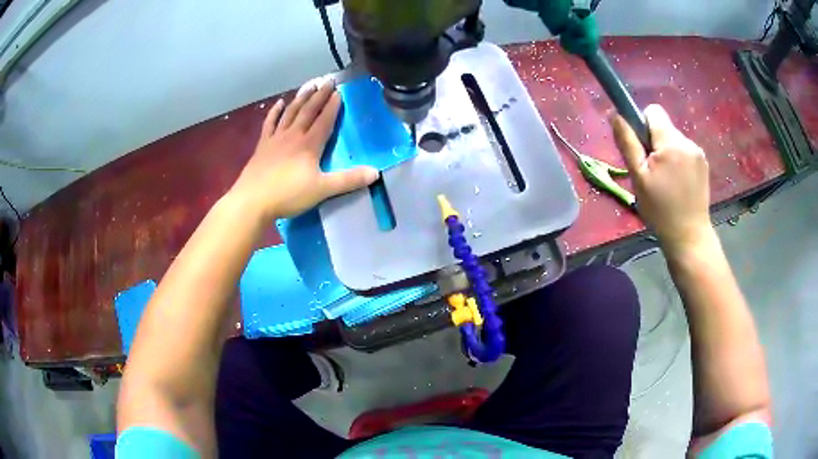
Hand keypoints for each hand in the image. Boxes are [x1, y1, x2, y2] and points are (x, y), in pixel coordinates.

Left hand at [230, 81, 378, 219]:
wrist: (253, 200)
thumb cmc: (288, 195)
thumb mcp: (322, 189)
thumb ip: (348, 180)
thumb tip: (375, 173)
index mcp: (309, 144)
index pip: (324, 120)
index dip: (333, 106)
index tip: (339, 92)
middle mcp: (293, 135)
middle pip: (308, 111)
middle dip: (319, 95)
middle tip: (327, 81)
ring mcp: (276, 138)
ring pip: (290, 113)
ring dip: (301, 98)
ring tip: (309, 85)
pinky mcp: (262, 145)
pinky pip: (270, 123)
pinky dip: (275, 111)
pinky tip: (280, 103)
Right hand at [611, 104, 712, 254]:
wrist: (689, 236)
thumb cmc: (660, 210)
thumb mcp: (638, 177)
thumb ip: (627, 143)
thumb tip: (614, 114)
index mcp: (671, 142)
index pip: (653, 111)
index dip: (642, 124)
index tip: (641, 148)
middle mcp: (687, 141)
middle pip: (663, 126)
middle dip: (654, 142)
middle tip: (652, 171)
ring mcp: (698, 153)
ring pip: (674, 139)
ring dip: (666, 152)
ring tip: (666, 180)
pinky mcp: (703, 163)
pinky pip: (684, 150)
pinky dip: (677, 160)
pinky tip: (677, 183)